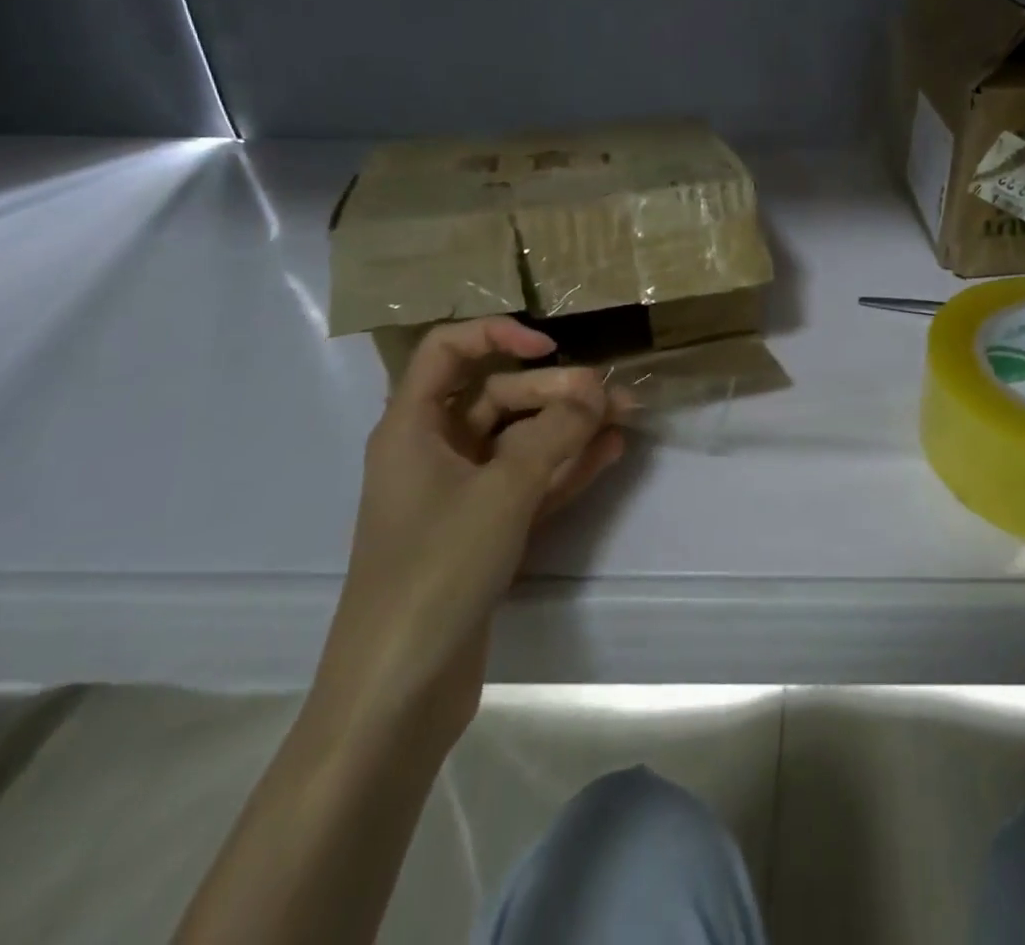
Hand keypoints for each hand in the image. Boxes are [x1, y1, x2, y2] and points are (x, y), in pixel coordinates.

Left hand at [311, 317, 630, 751]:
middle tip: (614, 398)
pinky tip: (610, 452)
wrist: (398, 689)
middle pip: (499, 398)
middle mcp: (434, 451)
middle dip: (557, 392)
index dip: (497, 335)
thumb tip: (598, 391)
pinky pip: (529, 481)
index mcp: (414, 428)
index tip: (549, 347)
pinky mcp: (482, 530)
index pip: (448, 351)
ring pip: (521, 441)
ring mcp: (460, 494)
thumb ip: (556, 433)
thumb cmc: (437, 570)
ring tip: (626, 418)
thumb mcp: (503, 491)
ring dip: (570, 428)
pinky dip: (565, 466)